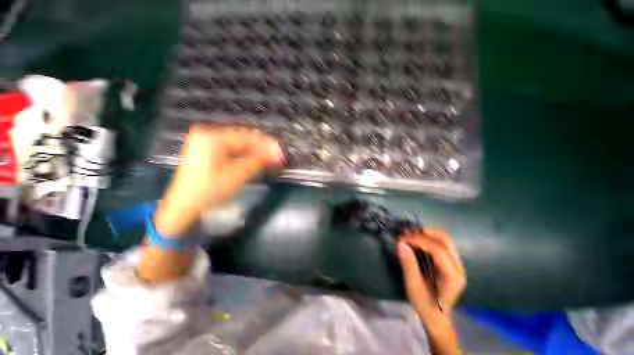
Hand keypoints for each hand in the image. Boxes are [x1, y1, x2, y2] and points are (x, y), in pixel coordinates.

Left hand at [154, 124, 282, 236]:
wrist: (184, 206)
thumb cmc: (209, 191)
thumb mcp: (237, 175)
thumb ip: (258, 161)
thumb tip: (275, 155)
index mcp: (212, 137)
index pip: (247, 137)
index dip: (267, 145)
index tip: (280, 152)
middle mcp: (208, 135)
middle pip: (243, 138)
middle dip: (262, 147)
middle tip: (277, 156)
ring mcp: (206, 142)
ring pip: (238, 144)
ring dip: (255, 151)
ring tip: (269, 159)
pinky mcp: (207, 151)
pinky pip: (231, 149)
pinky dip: (245, 154)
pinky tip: (255, 160)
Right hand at [397, 228, 465, 317]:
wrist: (437, 316)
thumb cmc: (425, 304)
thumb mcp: (413, 287)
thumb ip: (408, 265)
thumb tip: (400, 244)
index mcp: (452, 276)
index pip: (438, 250)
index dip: (419, 240)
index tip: (401, 238)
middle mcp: (458, 267)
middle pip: (444, 240)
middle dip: (423, 233)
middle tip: (405, 234)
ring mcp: (457, 263)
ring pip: (444, 239)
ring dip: (426, 233)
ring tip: (410, 234)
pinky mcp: (452, 261)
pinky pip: (442, 243)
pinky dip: (428, 237)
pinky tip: (417, 239)